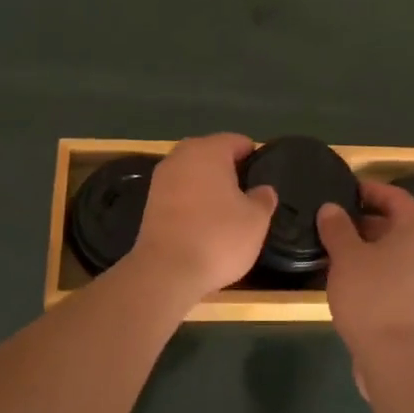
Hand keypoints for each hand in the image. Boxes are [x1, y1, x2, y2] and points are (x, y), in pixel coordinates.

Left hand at [128, 133, 276, 301]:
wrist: (166, 271)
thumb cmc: (217, 237)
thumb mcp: (255, 220)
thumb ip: (263, 199)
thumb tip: (263, 190)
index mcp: (209, 150)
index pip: (236, 141)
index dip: (252, 157)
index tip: (262, 176)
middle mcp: (182, 155)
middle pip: (211, 153)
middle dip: (228, 169)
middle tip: (246, 193)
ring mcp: (162, 178)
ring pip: (193, 172)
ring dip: (208, 184)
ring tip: (226, 209)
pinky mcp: (150, 201)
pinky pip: (179, 191)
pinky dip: (191, 200)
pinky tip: (203, 221)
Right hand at [319, 179, 413, 374]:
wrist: (400, 362)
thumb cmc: (374, 297)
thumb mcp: (346, 256)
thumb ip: (337, 227)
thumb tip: (331, 209)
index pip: (396, 196)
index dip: (369, 190)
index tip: (344, 191)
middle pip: (400, 225)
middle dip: (368, 222)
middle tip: (336, 224)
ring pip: (401, 253)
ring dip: (373, 249)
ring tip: (340, 253)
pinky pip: (404, 277)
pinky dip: (382, 272)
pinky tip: (355, 282)